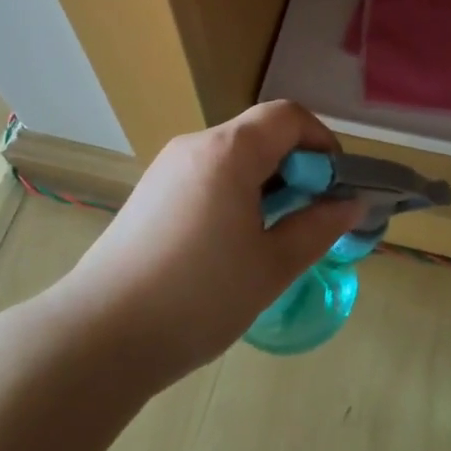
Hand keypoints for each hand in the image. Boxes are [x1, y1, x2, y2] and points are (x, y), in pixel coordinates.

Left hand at [54, 101, 361, 385]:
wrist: (100, 334)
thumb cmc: (198, 297)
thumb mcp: (272, 266)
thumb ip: (318, 228)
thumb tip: (350, 204)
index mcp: (228, 151)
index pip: (288, 116)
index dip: (323, 142)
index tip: (336, 187)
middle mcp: (194, 146)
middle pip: (260, 134)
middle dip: (297, 167)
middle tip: (312, 218)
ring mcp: (167, 168)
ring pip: (233, 157)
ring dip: (266, 183)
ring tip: (275, 237)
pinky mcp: (150, 194)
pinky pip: (206, 176)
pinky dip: (235, 194)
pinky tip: (233, 244)